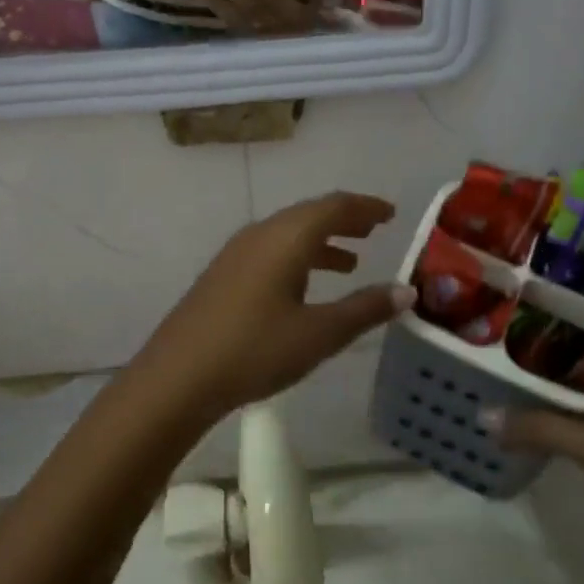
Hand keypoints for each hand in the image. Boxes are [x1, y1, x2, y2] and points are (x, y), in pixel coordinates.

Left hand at [139, 192, 413, 421]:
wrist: (177, 376)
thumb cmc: (255, 349)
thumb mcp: (319, 333)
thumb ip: (364, 309)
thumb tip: (406, 291)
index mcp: (287, 237)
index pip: (335, 206)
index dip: (366, 207)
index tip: (391, 213)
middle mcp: (262, 233)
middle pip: (311, 214)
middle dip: (345, 220)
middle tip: (375, 230)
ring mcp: (238, 252)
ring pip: (290, 233)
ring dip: (323, 240)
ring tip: (352, 260)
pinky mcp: (225, 273)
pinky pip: (272, 250)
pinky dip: (300, 257)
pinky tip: (306, 286)